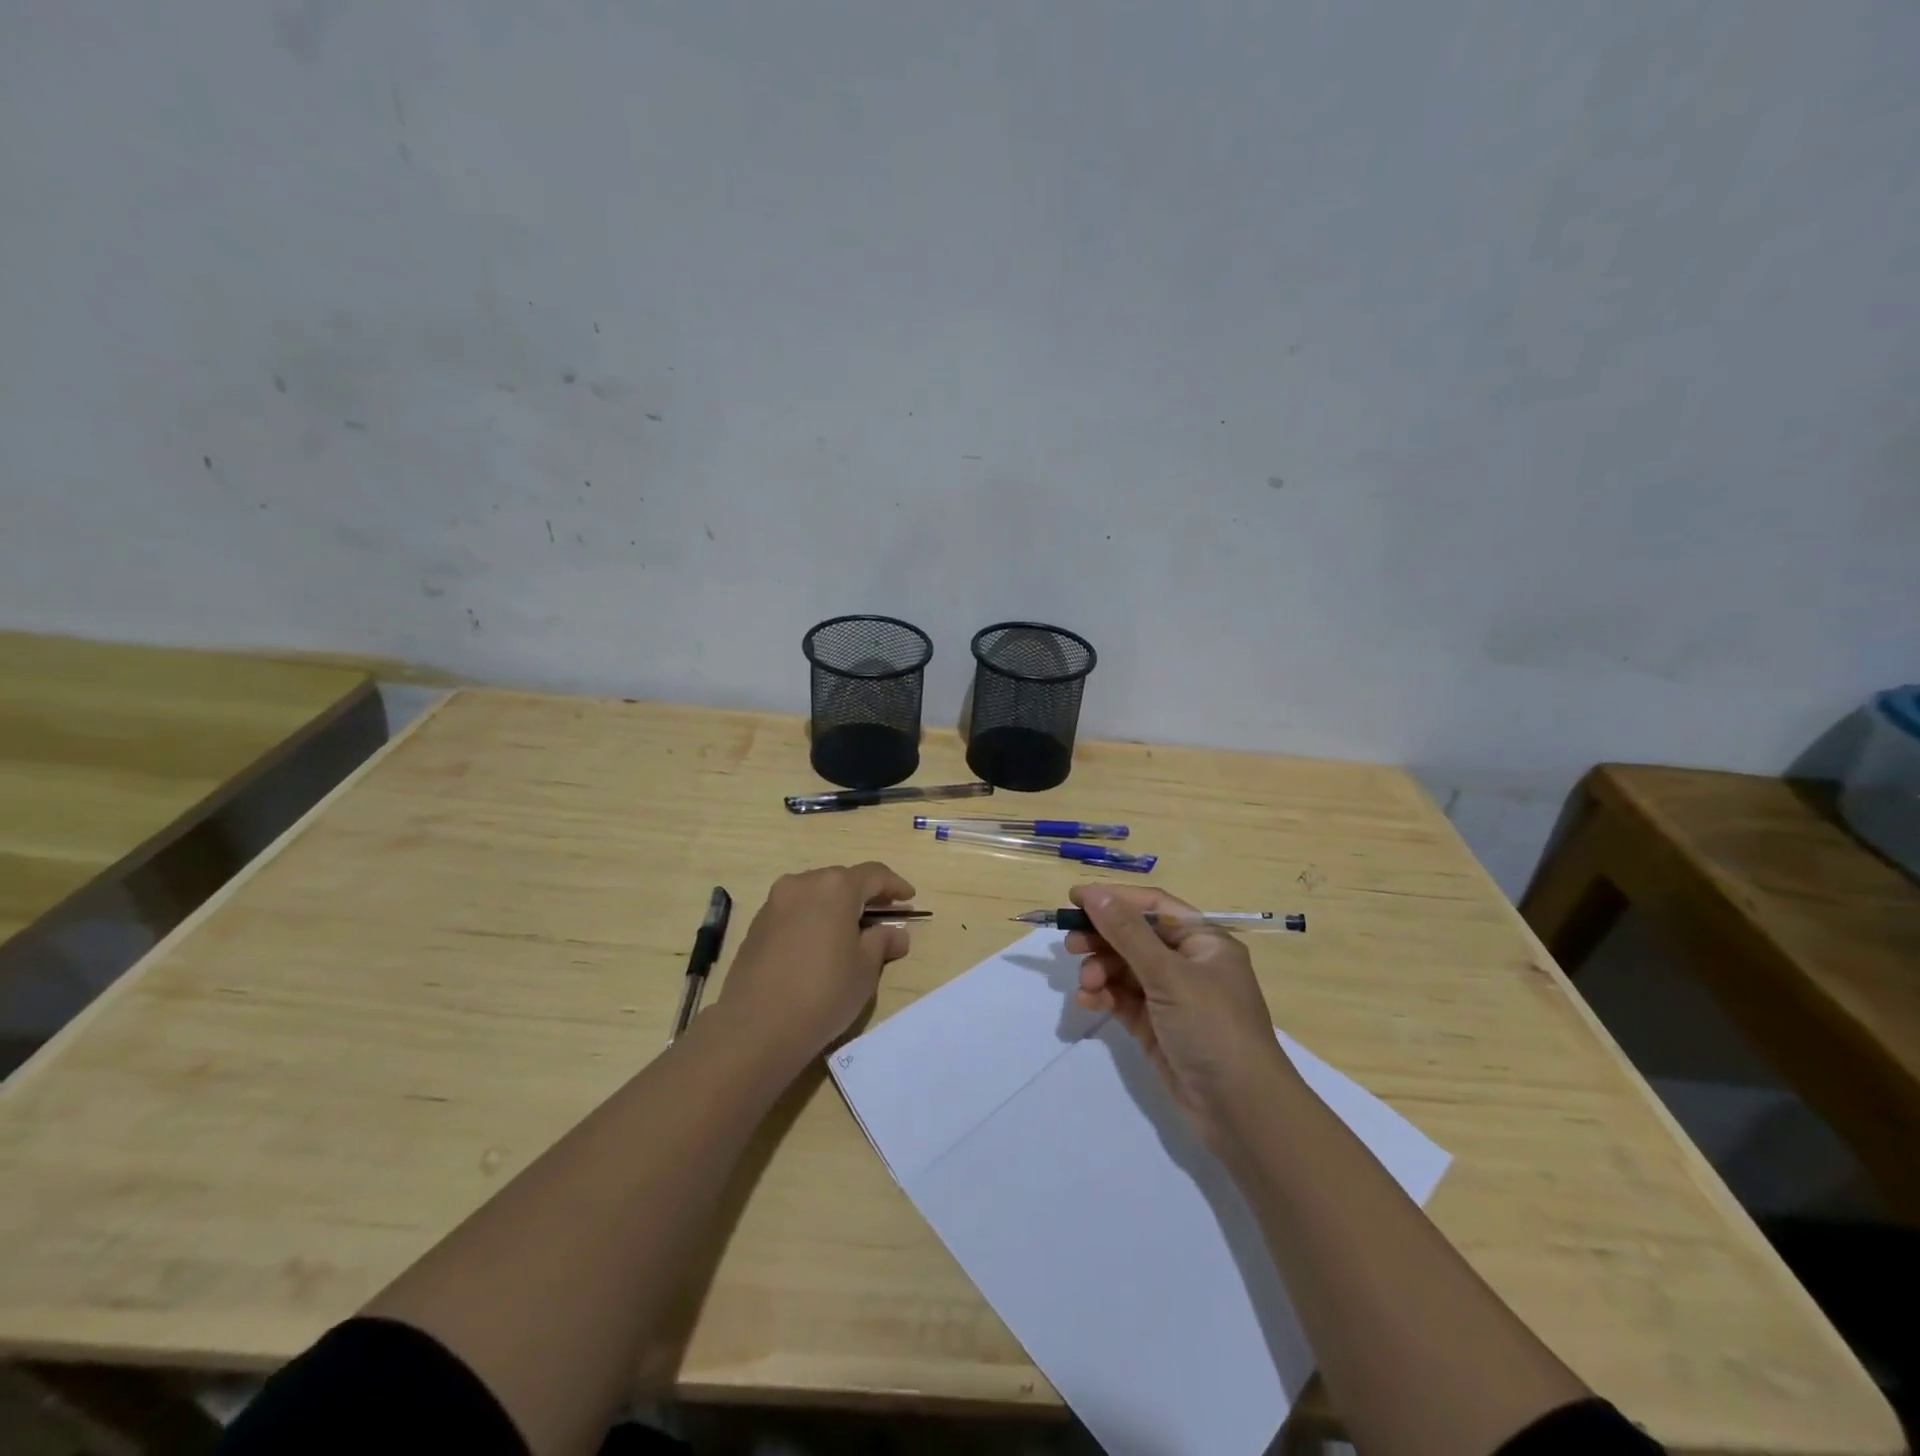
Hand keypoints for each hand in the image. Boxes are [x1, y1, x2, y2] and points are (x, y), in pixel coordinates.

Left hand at [719, 863, 915, 1062]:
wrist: (756, 1027)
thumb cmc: (823, 992)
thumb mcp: (865, 969)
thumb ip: (883, 942)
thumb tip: (896, 933)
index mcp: (835, 887)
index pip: (874, 875)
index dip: (895, 886)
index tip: (909, 899)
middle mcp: (803, 883)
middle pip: (842, 880)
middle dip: (865, 895)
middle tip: (882, 917)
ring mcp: (775, 902)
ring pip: (815, 893)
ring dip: (836, 906)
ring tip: (851, 931)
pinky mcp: (757, 924)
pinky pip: (794, 910)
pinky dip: (813, 918)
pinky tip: (819, 944)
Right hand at [1066, 884, 1291, 1146]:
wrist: (1241, 1110)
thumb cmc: (1212, 1027)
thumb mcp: (1169, 974)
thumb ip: (1127, 933)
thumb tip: (1094, 893)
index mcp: (1203, 941)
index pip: (1154, 906)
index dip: (1115, 899)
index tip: (1075, 899)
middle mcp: (1188, 964)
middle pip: (1135, 937)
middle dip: (1102, 939)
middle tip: (1070, 945)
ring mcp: (1172, 997)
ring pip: (1125, 970)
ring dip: (1100, 971)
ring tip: (1086, 985)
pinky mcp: (1157, 1027)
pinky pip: (1123, 1000)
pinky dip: (1105, 997)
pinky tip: (1088, 1002)